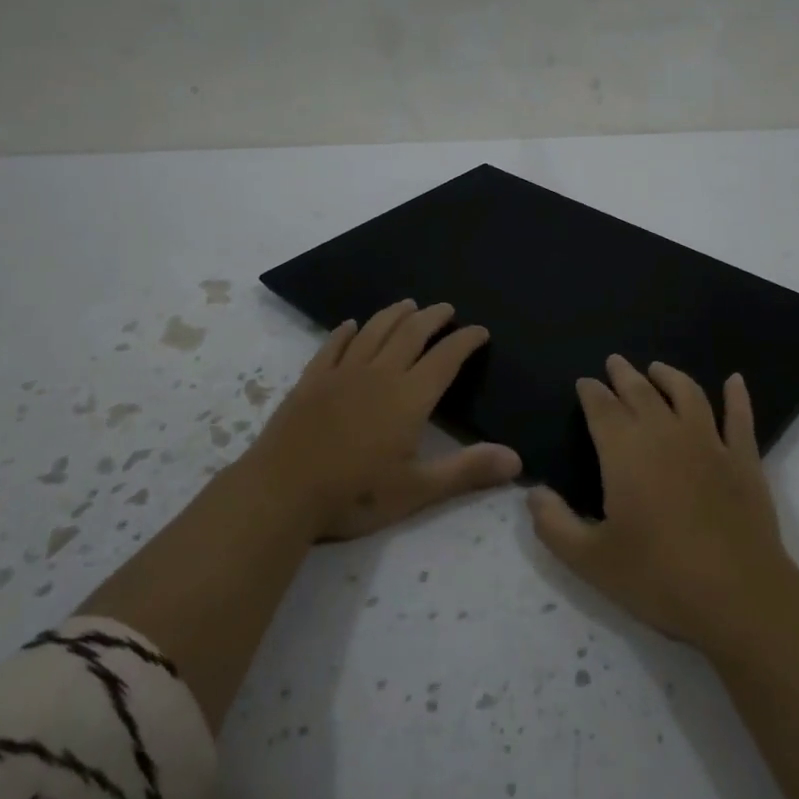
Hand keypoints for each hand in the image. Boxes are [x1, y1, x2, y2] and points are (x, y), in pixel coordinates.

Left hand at [242, 299, 520, 540]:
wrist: (281, 492)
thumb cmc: (354, 494)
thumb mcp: (417, 490)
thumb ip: (467, 471)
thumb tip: (517, 460)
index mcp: (409, 397)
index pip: (445, 358)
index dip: (465, 341)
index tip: (480, 330)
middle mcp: (379, 374)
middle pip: (410, 333)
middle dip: (432, 317)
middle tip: (446, 308)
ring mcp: (341, 373)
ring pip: (374, 331)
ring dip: (394, 315)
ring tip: (408, 304)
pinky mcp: (311, 380)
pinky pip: (332, 346)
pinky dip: (345, 332)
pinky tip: (350, 325)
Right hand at [528, 355, 798, 651]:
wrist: (739, 597)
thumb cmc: (658, 577)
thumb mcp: (590, 560)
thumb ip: (554, 524)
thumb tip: (533, 492)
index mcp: (625, 452)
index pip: (602, 408)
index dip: (591, 392)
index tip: (584, 382)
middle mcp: (665, 434)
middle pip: (641, 392)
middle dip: (624, 375)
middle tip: (614, 362)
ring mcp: (709, 443)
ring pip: (687, 393)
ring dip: (670, 376)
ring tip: (657, 368)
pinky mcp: (744, 460)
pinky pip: (739, 417)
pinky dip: (737, 396)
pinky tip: (735, 381)